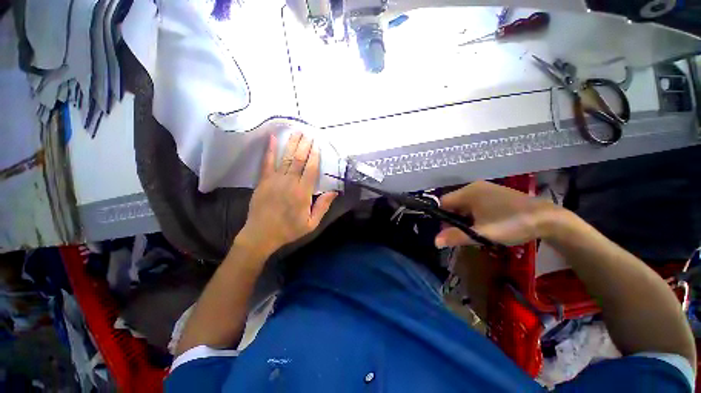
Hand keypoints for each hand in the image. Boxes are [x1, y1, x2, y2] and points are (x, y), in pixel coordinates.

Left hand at [237, 132, 337, 255]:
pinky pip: (267, 162)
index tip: (317, 144)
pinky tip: (272, 138)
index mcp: (303, 193)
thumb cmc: (289, 229)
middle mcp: (290, 183)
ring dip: (292, 144)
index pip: (311, 170)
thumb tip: (334, 192)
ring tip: (297, 132)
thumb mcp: (311, 223)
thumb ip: (322, 206)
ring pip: (286, 158)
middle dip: (304, 145)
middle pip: (299, 160)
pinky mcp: (263, 181)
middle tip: (308, 133)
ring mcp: (275, 180)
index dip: (315, 156)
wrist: (261, 234)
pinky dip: (270, 150)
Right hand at [435, 181, 560, 247]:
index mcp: (468, 192)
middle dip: (454, 219)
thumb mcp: (482, 233)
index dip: (441, 217)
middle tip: (461, 234)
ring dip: (465, 218)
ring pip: (465, 204)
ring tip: (474, 232)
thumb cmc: (511, 224)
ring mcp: (486, 189)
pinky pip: (476, 204)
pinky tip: (484, 225)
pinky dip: (475, 215)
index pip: (443, 202)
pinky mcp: (496, 194)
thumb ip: (456, 236)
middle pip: (454, 203)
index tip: (447, 231)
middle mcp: (474, 187)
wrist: (548, 219)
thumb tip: (435, 241)